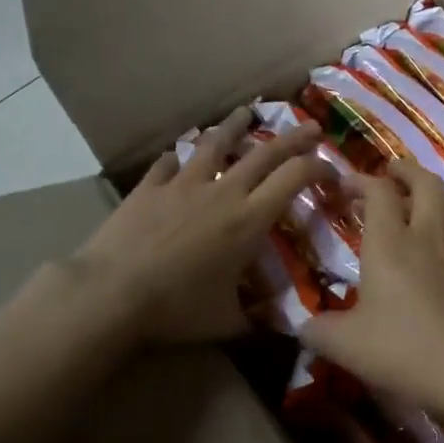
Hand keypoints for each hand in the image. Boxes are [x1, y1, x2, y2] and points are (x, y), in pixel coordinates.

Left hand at [68, 107, 330, 343]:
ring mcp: (183, 184)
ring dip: (236, 127)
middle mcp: (222, 192)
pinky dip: (179, 155)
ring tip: (246, 113)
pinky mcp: (149, 187)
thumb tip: (279, 329)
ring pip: (216, 144)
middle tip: (312, 127)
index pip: (295, 178)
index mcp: (249, 220)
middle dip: (293, 137)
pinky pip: (169, 163)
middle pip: (265, 153)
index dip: (319, 167)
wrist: (111, 294)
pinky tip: (180, 153)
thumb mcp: (227, 322)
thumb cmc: (176, 308)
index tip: (332, 170)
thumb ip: (256, 319)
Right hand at [299, 163, 443, 422]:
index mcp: (389, 245)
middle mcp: (426, 238)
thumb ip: (317, 330)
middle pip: (426, 184)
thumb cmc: (403, 351)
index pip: (379, 192)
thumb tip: (302, 324)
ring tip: (422, 199)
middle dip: (406, 171)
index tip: (342, 185)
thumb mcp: (344, 345)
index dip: (360, 180)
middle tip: (390, 172)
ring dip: (438, 192)